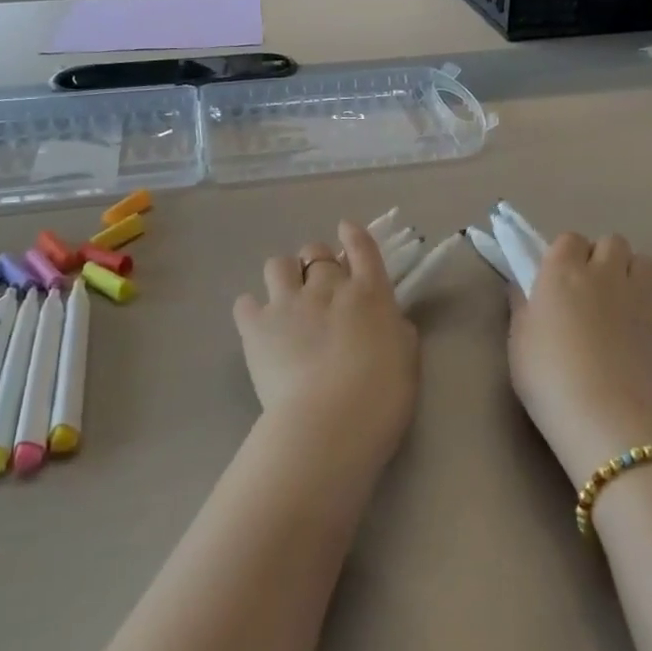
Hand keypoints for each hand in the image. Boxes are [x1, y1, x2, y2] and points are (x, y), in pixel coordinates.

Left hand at [233, 220, 420, 466]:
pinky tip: (259, 327)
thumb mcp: (406, 357)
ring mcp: (288, 302)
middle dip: (317, 264)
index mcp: (369, 293)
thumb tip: (384, 320)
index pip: (362, 247)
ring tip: (285, 301)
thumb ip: (394, 329)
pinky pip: (245, 302)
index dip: (353, 234)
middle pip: (316, 252)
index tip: (346, 228)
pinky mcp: (256, 325)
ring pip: (277, 265)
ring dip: (283, 276)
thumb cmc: (382, 396)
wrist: (332, 422)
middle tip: (318, 290)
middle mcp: (328, 287)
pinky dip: (252, 310)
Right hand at [508, 233, 651, 487]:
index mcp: (563, 271)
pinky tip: (639, 333)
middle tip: (588, 289)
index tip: (556, 279)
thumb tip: (522, 284)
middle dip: (602, 257)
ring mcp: (641, 296)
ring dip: (631, 274)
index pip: (569, 239)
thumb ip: (522, 304)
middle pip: (612, 242)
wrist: (604, 416)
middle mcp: (604, 273)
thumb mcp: (519, 339)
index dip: (564, 255)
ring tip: (619, 303)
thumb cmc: (548, 375)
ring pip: (644, 262)